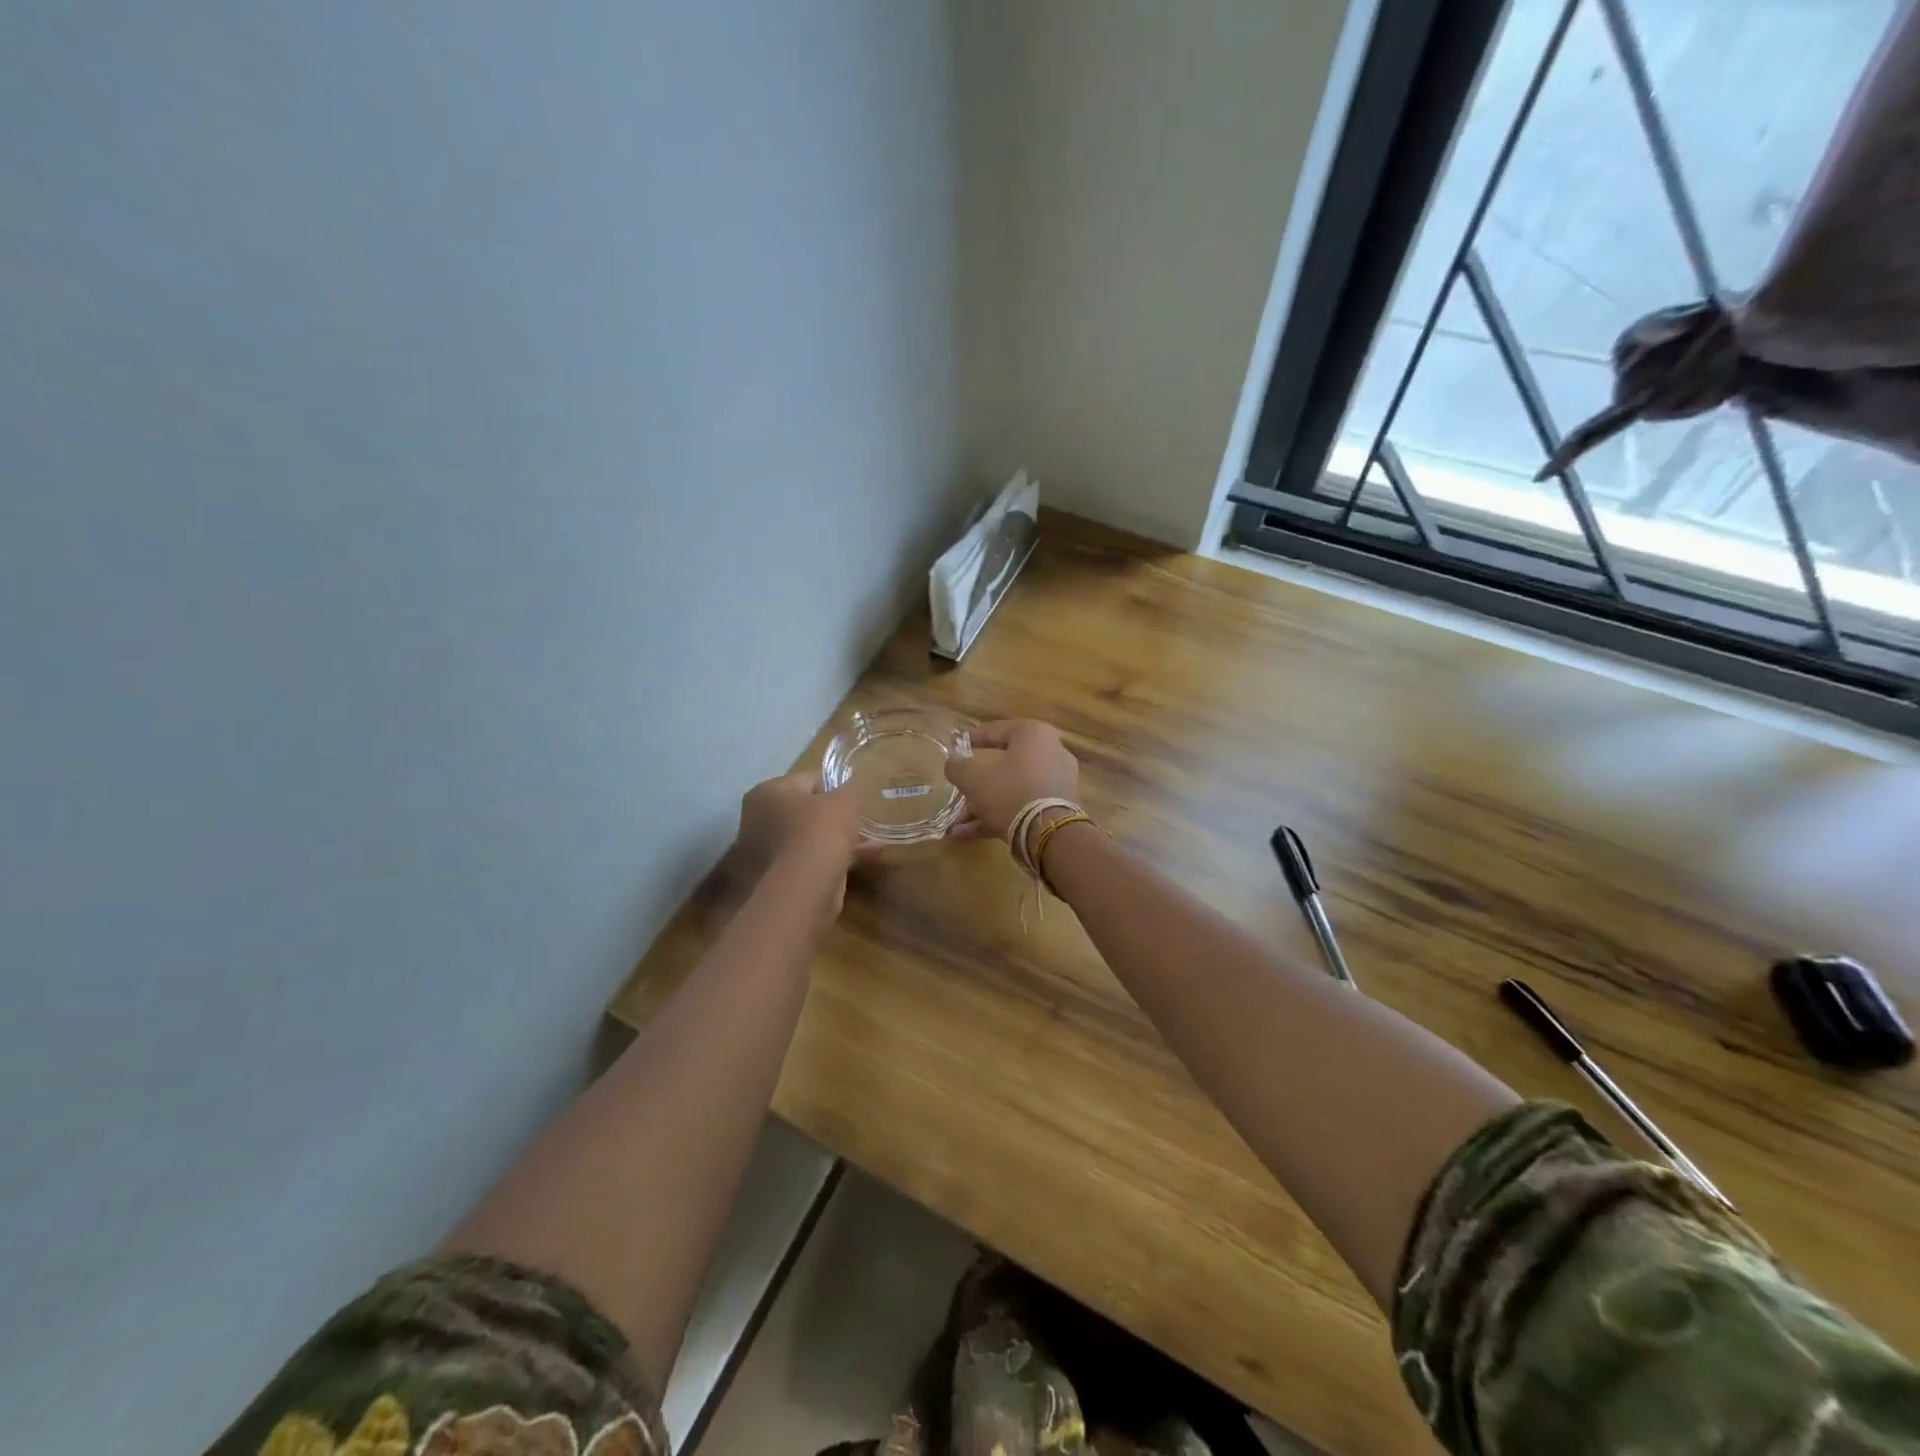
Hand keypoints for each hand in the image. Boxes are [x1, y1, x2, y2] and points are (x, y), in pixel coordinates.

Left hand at [731, 773, 871, 884]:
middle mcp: (758, 819)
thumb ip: (852, 787)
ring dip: (839, 838)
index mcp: (767, 793)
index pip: (808, 780)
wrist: (804, 887)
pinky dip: (835, 857)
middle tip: (860, 821)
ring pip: (810, 837)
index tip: (855, 799)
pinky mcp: (778, 877)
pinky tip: (866, 859)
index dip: (836, 788)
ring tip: (871, 842)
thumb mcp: (846, 799)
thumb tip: (854, 785)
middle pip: (806, 811)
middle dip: (836, 817)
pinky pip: (811, 859)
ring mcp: (765, 851)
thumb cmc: (820, 830)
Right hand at [943, 720, 1079, 841]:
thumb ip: (958, 767)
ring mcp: (1057, 783)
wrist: (1049, 833)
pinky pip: (1023, 806)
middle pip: (1004, 766)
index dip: (973, 738)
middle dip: (975, 786)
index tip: (957, 745)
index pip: (997, 730)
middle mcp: (1051, 753)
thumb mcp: (973, 778)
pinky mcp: (1058, 809)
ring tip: (956, 825)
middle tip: (957, 794)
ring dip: (982, 807)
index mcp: (1033, 735)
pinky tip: (967, 835)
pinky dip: (998, 817)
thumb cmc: (1009, 792)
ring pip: (1011, 790)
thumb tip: (953, 763)